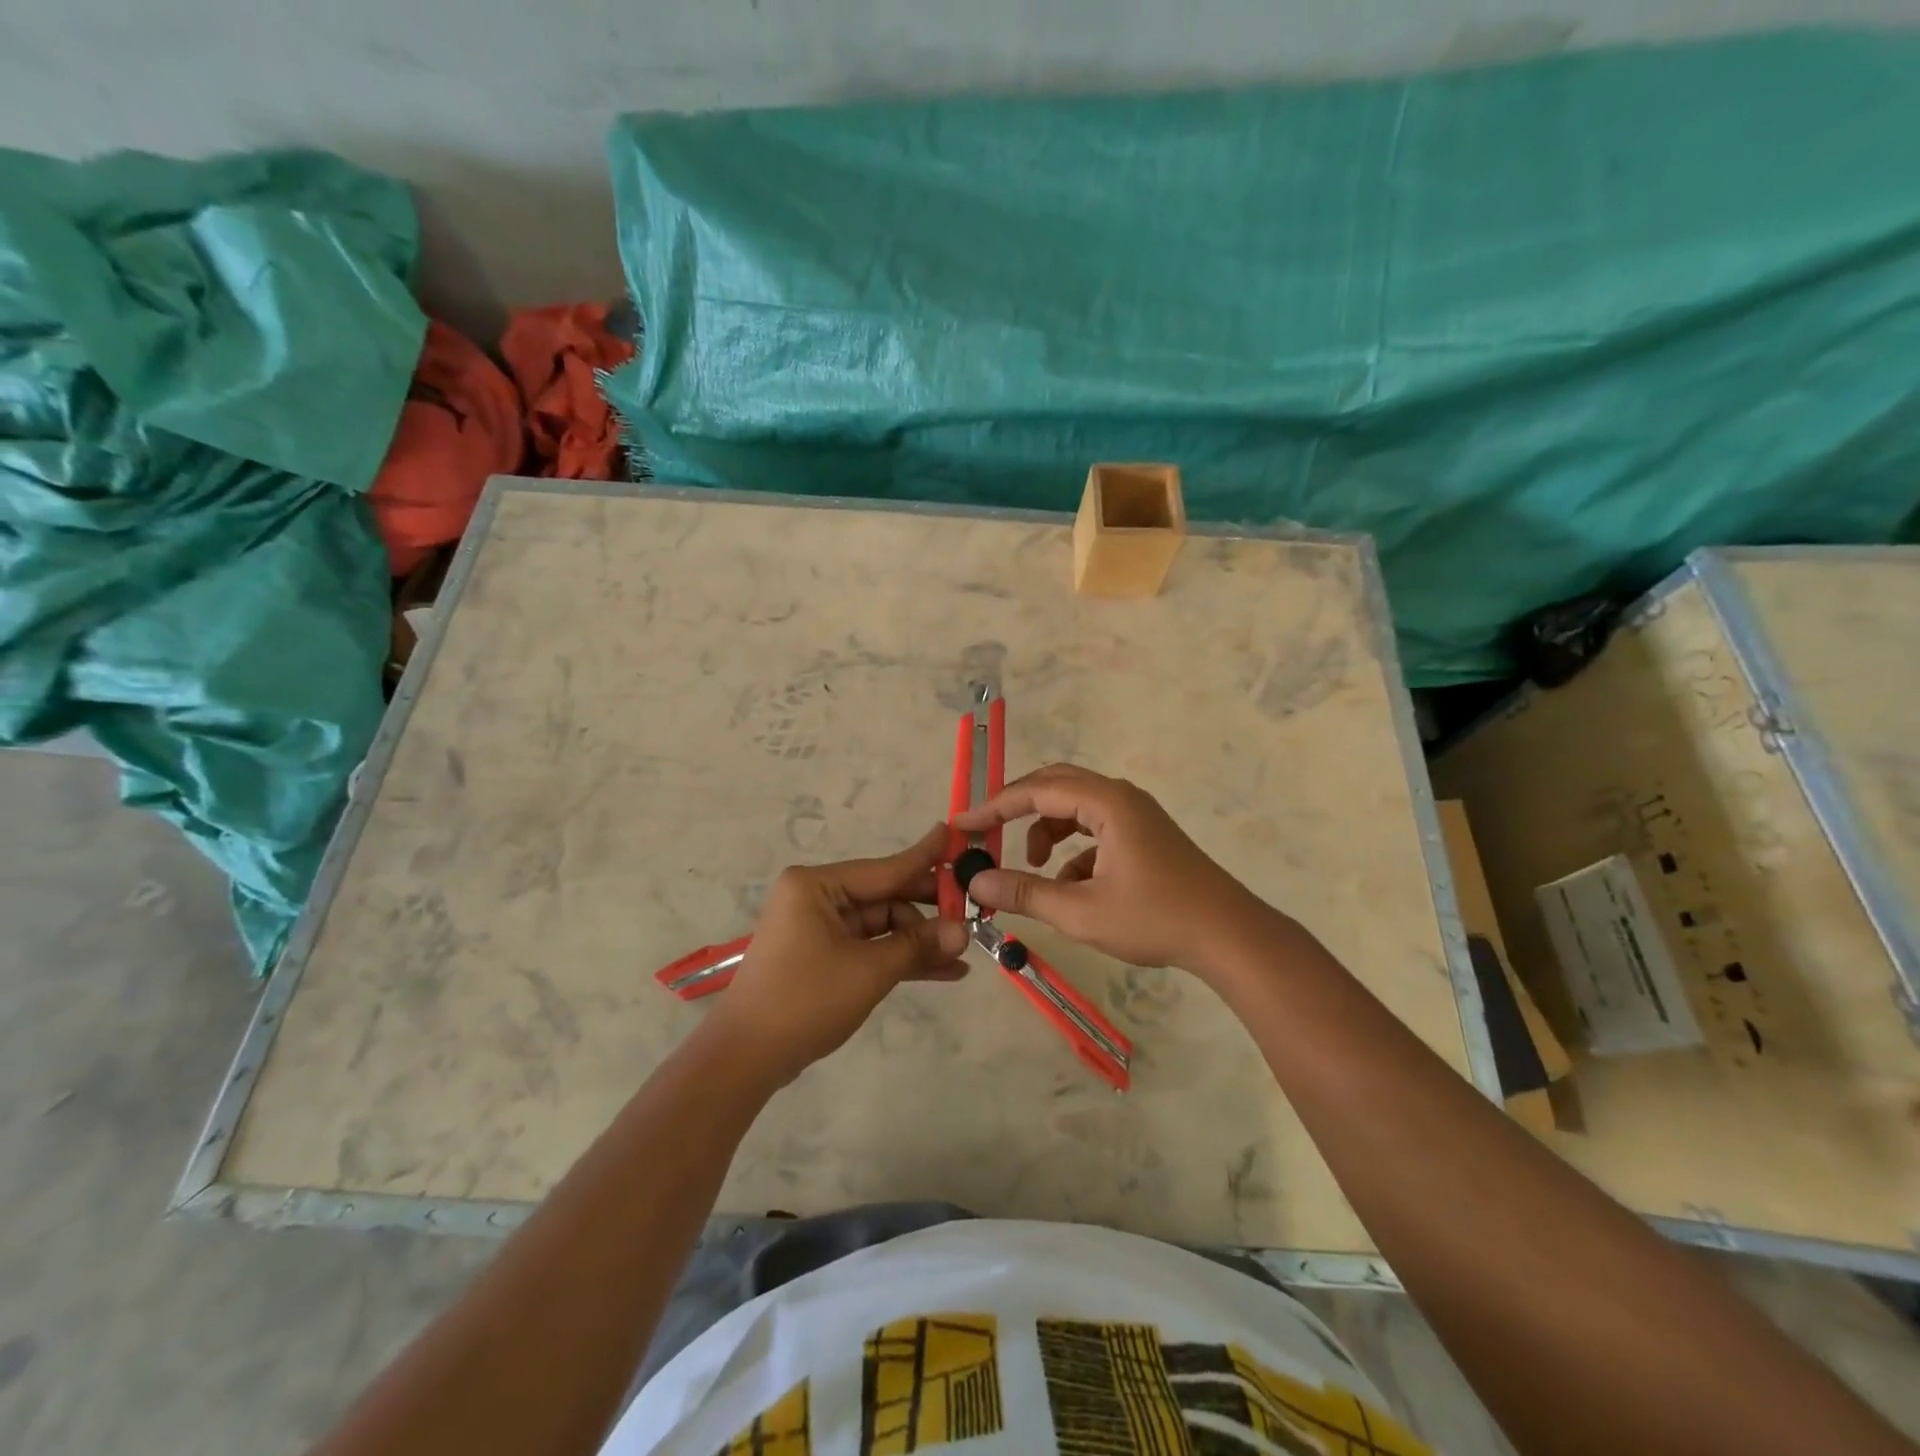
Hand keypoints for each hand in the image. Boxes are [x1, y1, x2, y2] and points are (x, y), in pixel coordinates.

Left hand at [704, 824, 969, 1086]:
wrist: (746, 1058)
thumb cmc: (805, 1001)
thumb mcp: (868, 970)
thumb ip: (917, 945)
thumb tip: (963, 931)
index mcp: (818, 885)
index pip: (886, 868)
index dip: (926, 858)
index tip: (956, 836)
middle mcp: (817, 897)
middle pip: (886, 896)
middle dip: (928, 912)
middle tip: (973, 915)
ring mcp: (819, 927)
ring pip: (882, 925)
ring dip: (918, 941)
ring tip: (962, 955)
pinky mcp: (822, 955)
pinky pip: (870, 947)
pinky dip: (899, 958)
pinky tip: (942, 971)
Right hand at [952, 764, 1267, 974]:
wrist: (1229, 936)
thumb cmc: (1155, 918)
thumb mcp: (1081, 911)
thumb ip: (1025, 893)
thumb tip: (976, 882)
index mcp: (1106, 802)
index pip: (1036, 790)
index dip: (994, 806)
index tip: (962, 824)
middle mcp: (1120, 797)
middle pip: (1056, 785)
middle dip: (1019, 809)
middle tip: (988, 832)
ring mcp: (1136, 814)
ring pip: (1076, 807)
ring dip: (1047, 830)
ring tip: (1033, 868)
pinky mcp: (1144, 834)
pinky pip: (1096, 828)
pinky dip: (1074, 849)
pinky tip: (1071, 886)